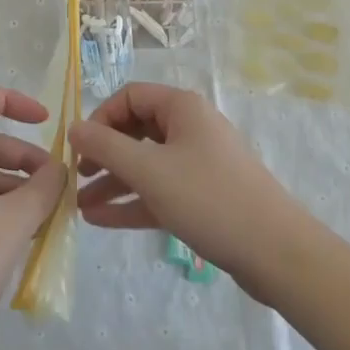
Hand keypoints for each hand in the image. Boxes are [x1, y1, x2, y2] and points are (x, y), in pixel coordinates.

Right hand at [69, 83, 310, 301]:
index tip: (80, 149)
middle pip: (136, 131)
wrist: (276, 252)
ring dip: (113, 183)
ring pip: (145, 165)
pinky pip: (159, 191)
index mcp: (182, 108)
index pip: (129, 97)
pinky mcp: (202, 197)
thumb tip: (73, 128)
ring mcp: (197, 164)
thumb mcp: (149, 170)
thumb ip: (105, 148)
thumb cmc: (208, 198)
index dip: (100, 118)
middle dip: (103, 154)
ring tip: (78, 206)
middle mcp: (190, 128)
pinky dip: (132, 202)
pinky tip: (100, 221)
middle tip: (76, 176)